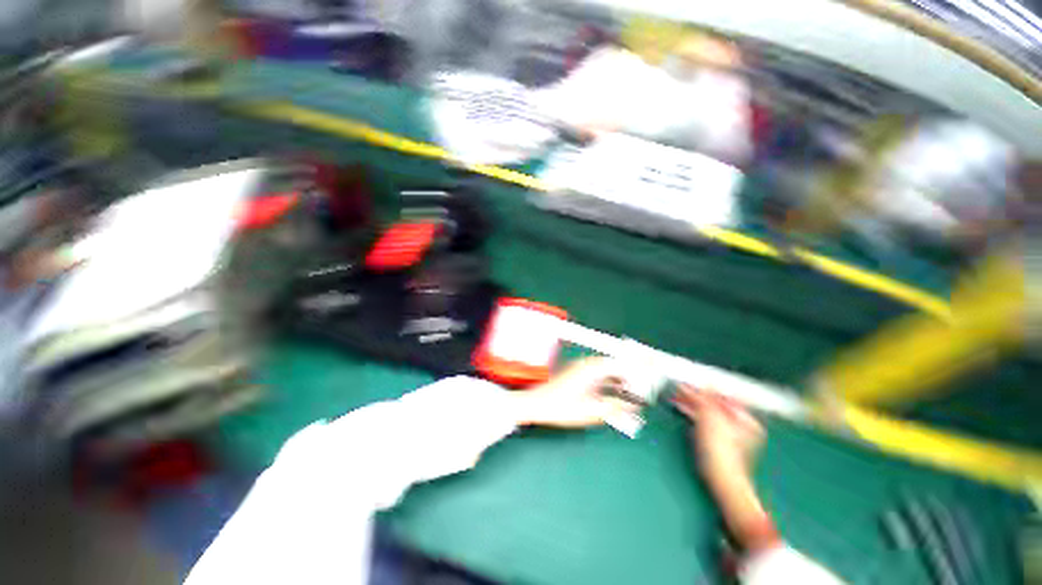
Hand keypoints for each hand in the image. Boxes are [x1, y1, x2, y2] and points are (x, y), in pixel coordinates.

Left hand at [515, 357, 638, 427]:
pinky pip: (600, 374)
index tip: (651, 373)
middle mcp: (588, 364)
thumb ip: (615, 408)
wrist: (536, 404)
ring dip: (621, 378)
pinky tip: (617, 392)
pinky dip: (611, 381)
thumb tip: (634, 406)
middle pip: (616, 364)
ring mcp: (582, 368)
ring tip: (636, 390)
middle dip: (632, 373)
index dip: (638, 368)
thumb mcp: (591, 412)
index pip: (621, 364)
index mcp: (592, 369)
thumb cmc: (561, 408)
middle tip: (646, 383)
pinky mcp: (578, 374)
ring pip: (608, 370)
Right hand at [672, 384, 763, 477]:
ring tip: (676, 397)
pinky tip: (682, 408)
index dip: (704, 387)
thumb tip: (703, 383)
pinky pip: (702, 422)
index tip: (689, 382)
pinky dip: (692, 414)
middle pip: (713, 404)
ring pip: (706, 412)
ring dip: (690, 404)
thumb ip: (706, 397)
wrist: (721, 479)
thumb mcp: (710, 415)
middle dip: (694, 396)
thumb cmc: (721, 449)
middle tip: (679, 388)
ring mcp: (728, 435)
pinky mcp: (716, 444)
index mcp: (745, 418)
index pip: (722, 395)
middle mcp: (740, 425)